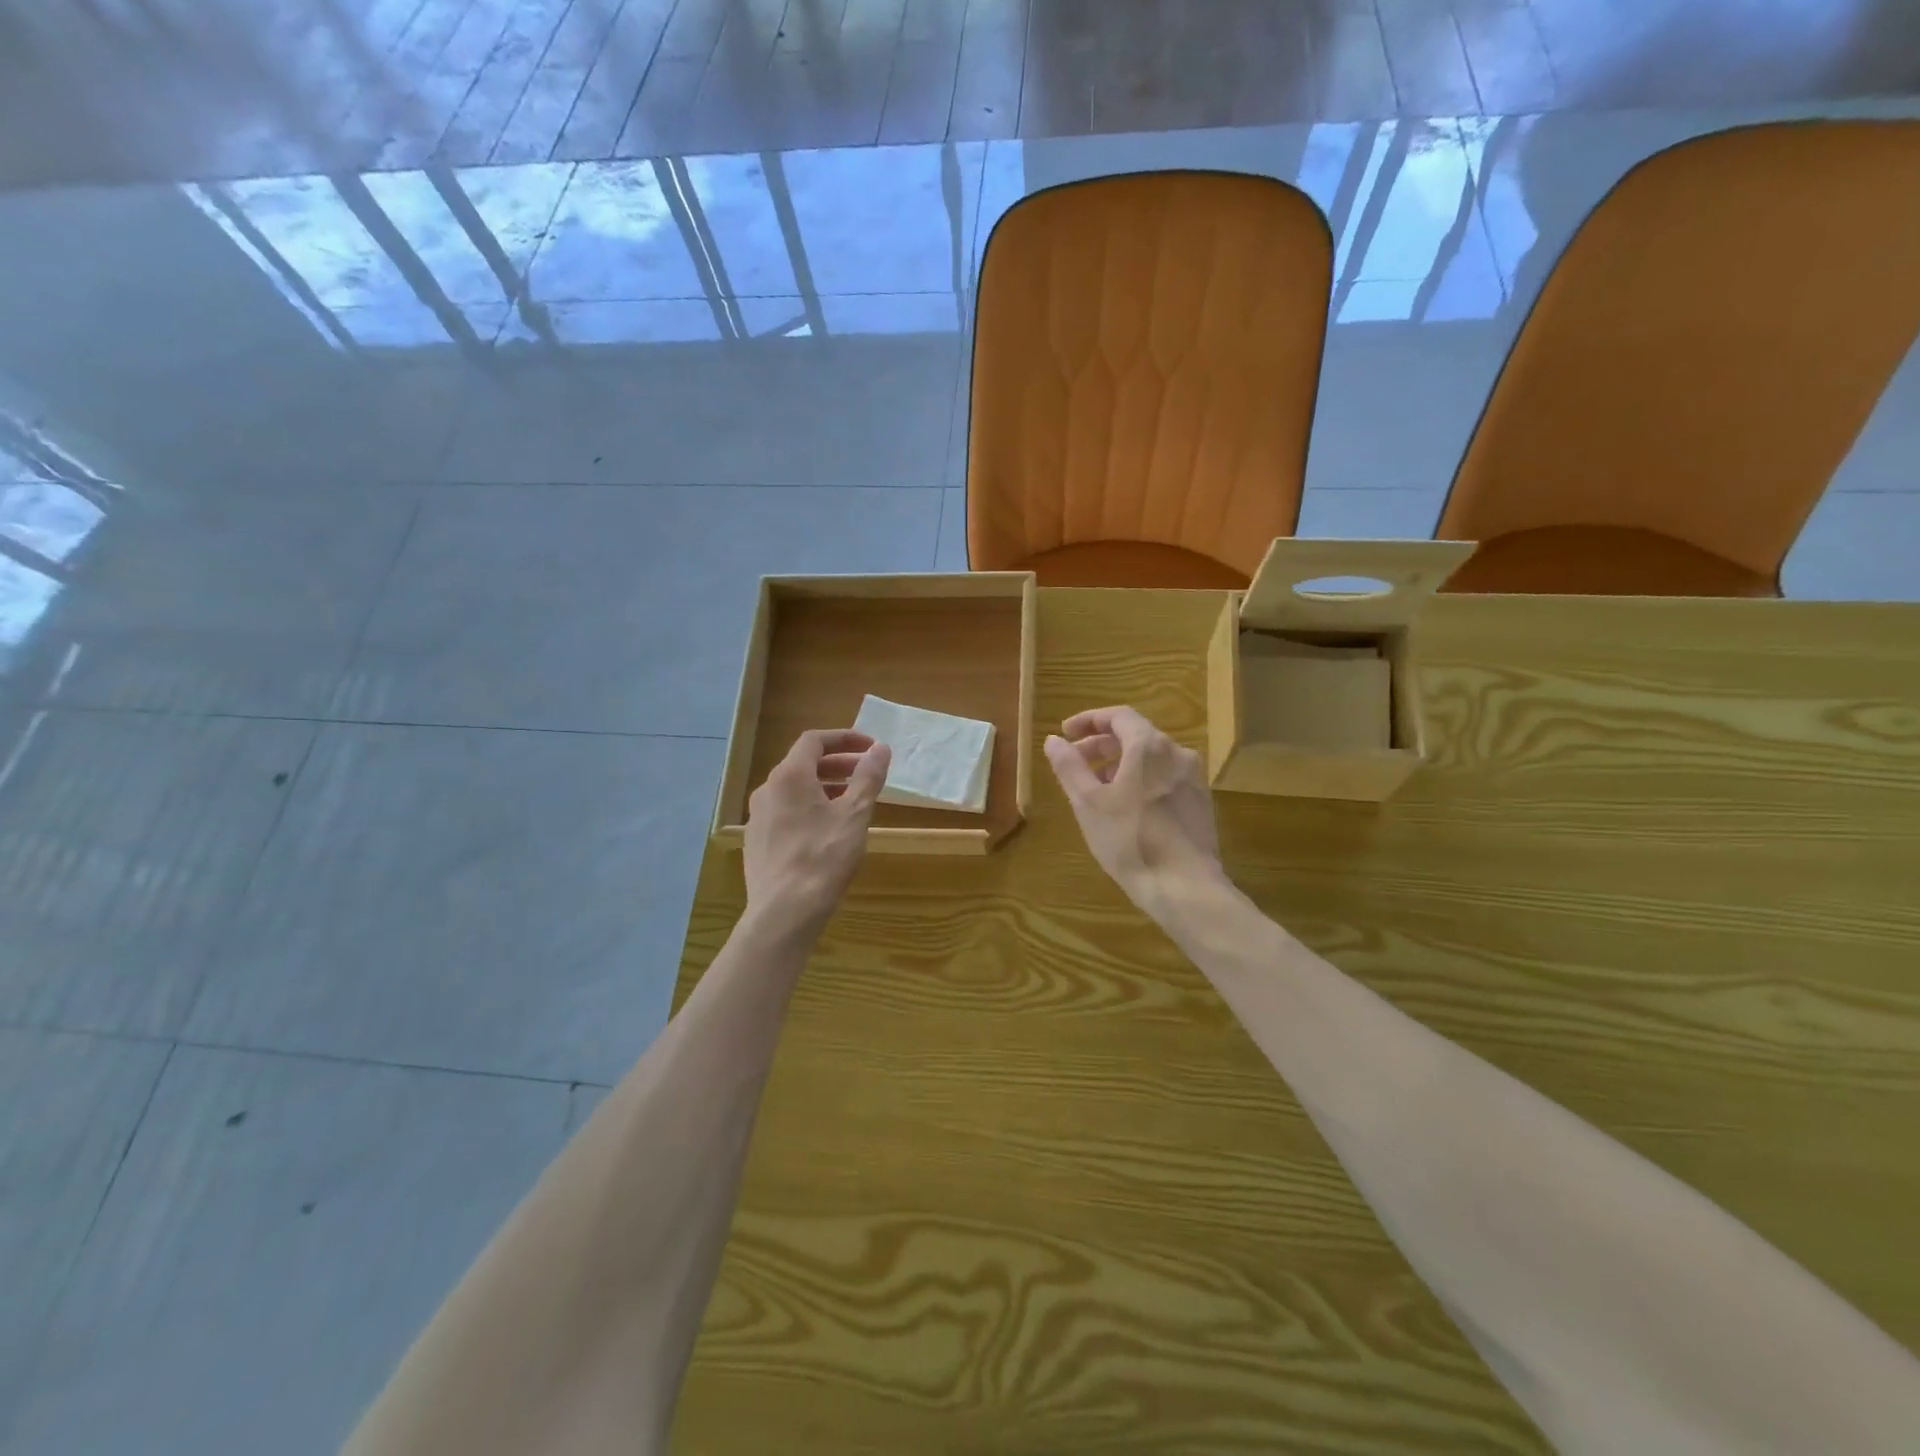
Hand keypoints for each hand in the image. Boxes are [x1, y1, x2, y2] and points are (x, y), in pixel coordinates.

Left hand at [744, 729, 890, 940]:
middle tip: (866, 773)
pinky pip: (785, 812)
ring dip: (824, 787)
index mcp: (789, 776)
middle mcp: (767, 790)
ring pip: (794, 790)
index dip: (844, 739)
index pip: (814, 740)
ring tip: (851, 802)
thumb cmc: (823, 857)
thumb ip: (868, 778)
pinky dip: (809, 808)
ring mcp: (758, 817)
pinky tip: (827, 831)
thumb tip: (881, 749)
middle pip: (803, 764)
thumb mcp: (854, 814)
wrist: (784, 912)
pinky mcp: (757, 842)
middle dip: (838, 764)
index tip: (870, 748)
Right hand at [1045, 706, 1224, 917]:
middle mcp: (1177, 753)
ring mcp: (1193, 778)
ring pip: (1151, 759)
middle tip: (1074, 762)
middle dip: (1101, 745)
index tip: (1066, 733)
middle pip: (1135, 735)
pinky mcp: (1200, 802)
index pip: (1118, 716)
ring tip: (1096, 788)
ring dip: (1120, 764)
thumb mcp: (1088, 803)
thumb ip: (1069, 766)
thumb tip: (1053, 740)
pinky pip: (1164, 778)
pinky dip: (1140, 780)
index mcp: (1149, 746)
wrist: (1185, 886)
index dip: (1089, 720)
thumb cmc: (1129, 840)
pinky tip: (1125, 807)